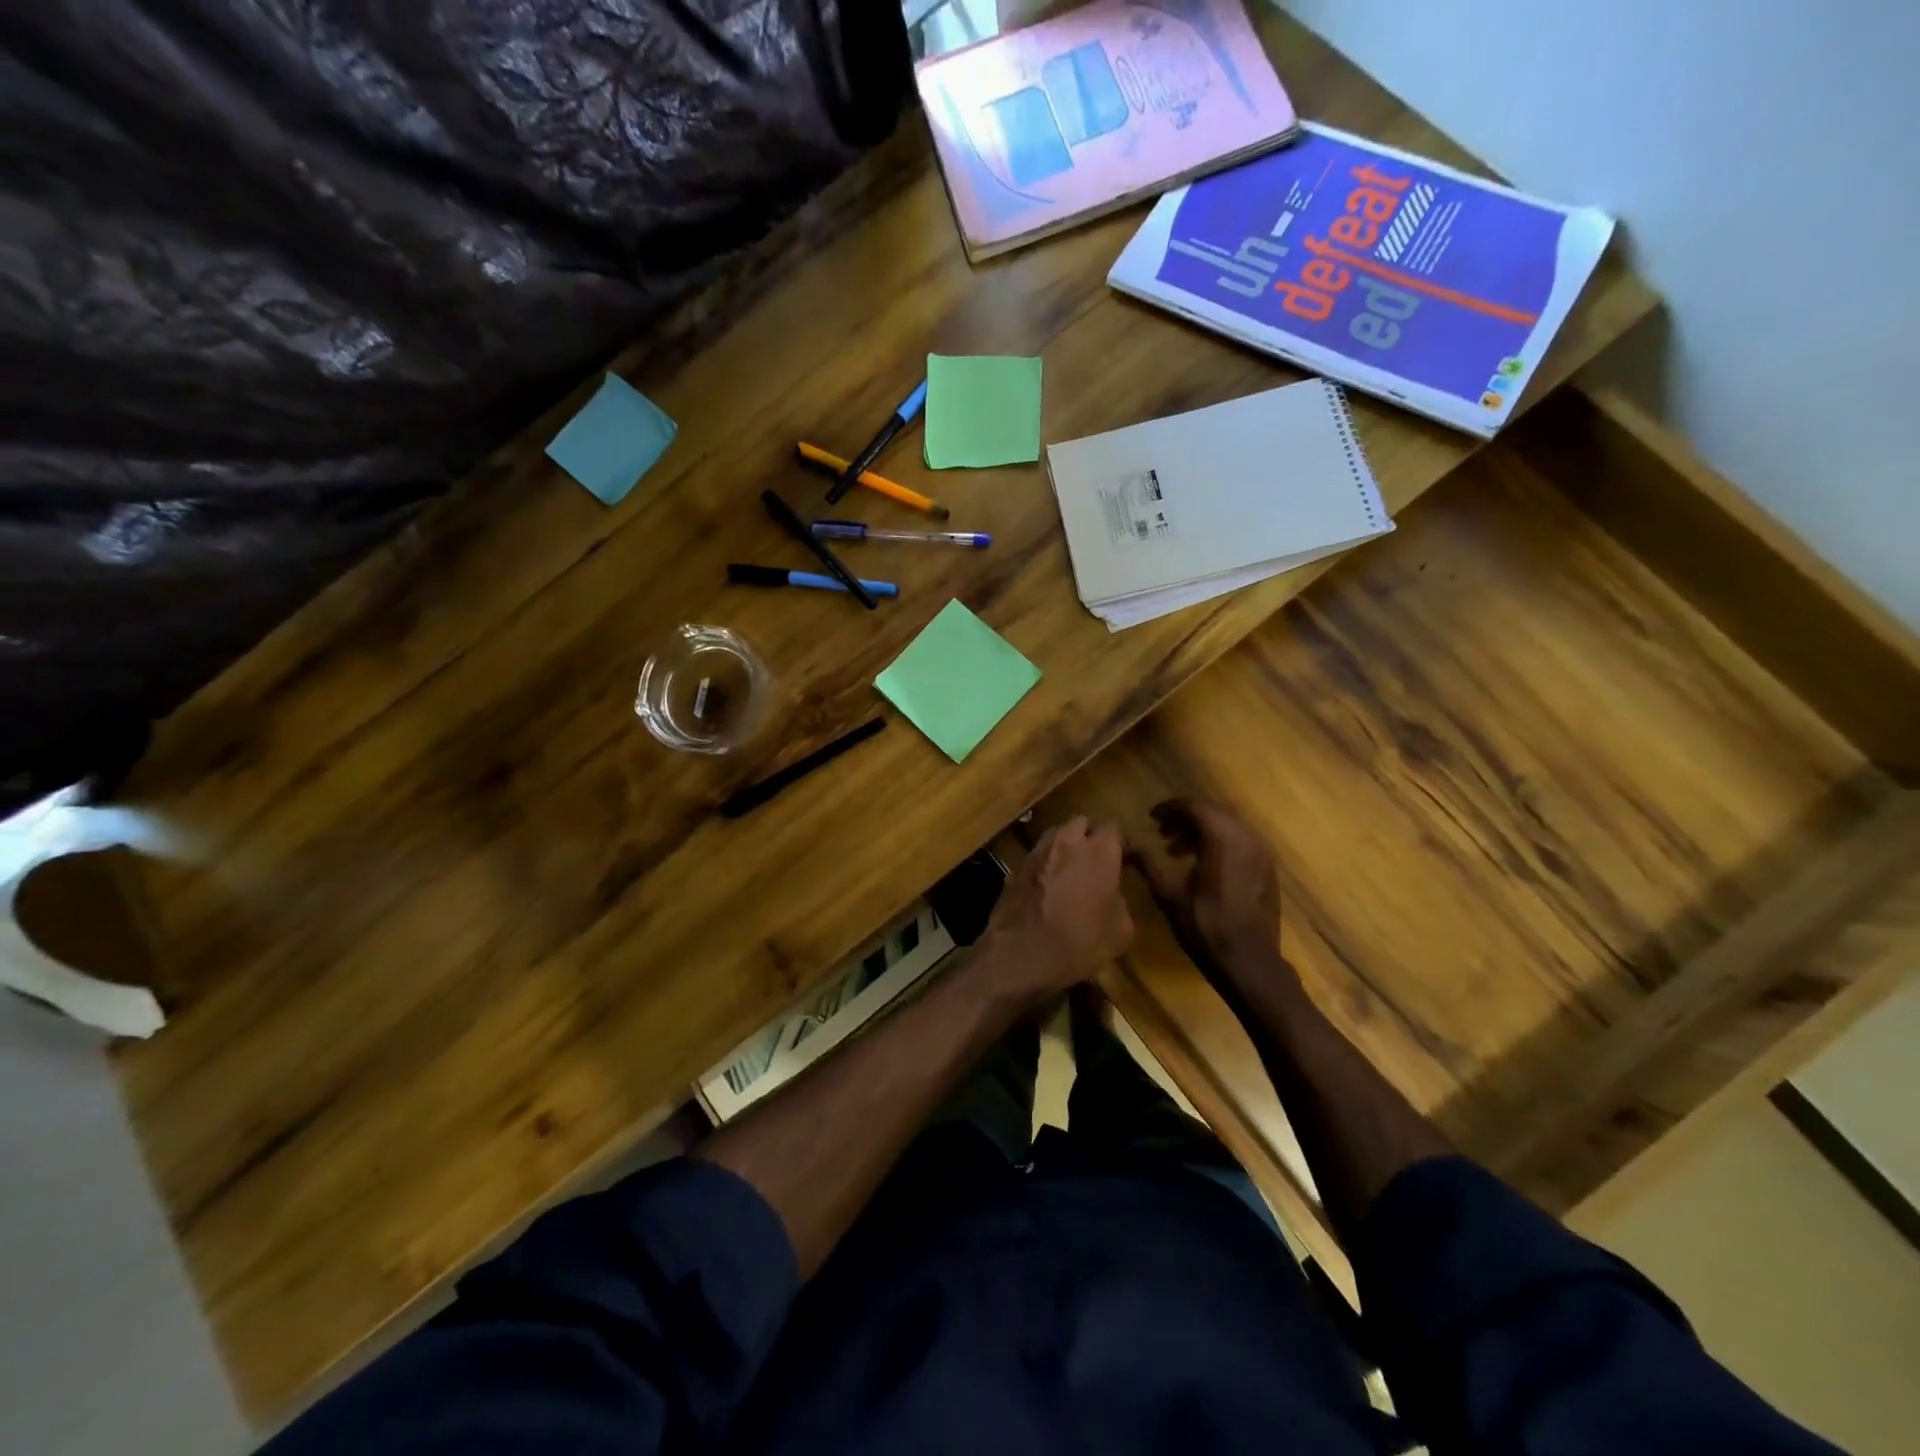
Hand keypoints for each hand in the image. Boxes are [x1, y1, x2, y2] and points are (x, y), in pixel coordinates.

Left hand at [978, 817, 1133, 1004]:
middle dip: (1089, 836)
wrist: (1020, 955)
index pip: (1113, 827)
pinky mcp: (1015, 866)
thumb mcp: (1120, 933)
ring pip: (1055, 834)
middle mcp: (1067, 841)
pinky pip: (1036, 855)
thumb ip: (1121, 903)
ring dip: (1064, 845)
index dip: (1118, 842)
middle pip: (1081, 822)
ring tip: (1069, 869)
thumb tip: (1113, 896)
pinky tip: (1046, 885)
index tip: (1122, 859)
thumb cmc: (1078, 944)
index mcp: (1099, 852)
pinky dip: (1044, 863)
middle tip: (1094, 860)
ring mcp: (1037, 851)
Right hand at [1134, 799, 1288, 990]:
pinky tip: (1202, 866)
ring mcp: (1262, 854)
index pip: (1195, 807)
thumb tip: (1128, 845)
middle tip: (1162, 833)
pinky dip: (1219, 844)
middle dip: (1186, 819)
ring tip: (1177, 851)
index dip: (1170, 808)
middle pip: (1214, 813)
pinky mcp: (1267, 870)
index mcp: (1224, 838)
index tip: (1151, 817)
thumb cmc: (1205, 926)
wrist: (1250, 963)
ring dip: (1202, 832)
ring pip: (1228, 828)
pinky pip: (1241, 843)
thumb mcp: (1169, 894)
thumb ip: (1148, 864)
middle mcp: (1247, 838)